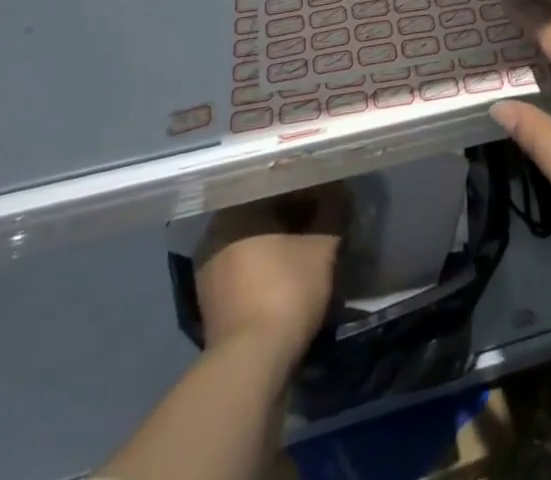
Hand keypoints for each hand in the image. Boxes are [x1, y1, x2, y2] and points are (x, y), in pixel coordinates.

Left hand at [195, 188, 346, 361]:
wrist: (250, 365)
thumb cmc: (285, 291)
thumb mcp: (322, 247)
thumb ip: (333, 211)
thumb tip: (340, 192)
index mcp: (236, 209)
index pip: (277, 185)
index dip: (309, 188)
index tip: (331, 197)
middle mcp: (215, 233)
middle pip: (264, 213)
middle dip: (294, 217)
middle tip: (323, 222)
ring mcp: (209, 271)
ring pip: (254, 242)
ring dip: (280, 244)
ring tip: (309, 250)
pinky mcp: (211, 303)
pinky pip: (246, 271)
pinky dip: (267, 269)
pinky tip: (289, 277)